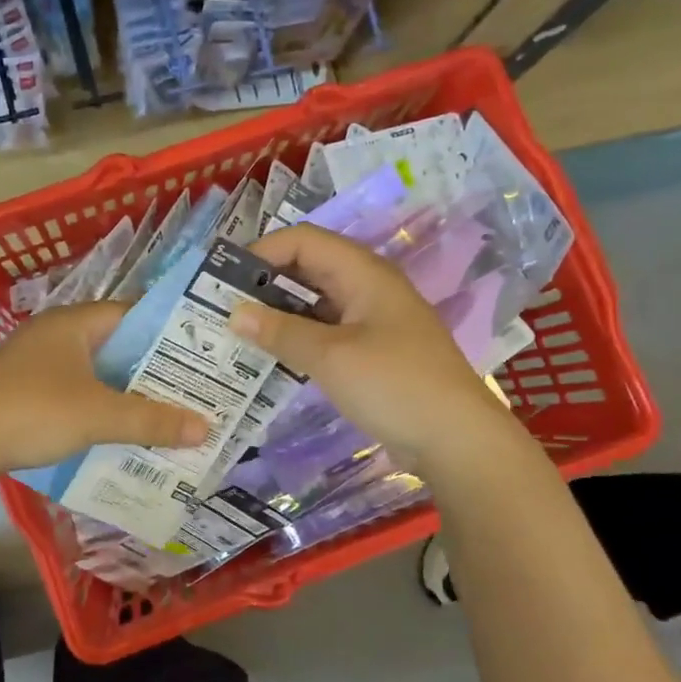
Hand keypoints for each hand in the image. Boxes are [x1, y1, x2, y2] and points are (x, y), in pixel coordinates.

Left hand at [0, 303, 209, 475]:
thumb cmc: (34, 412)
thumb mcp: (99, 415)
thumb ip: (152, 420)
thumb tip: (205, 428)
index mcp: (73, 322)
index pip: (132, 314)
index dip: (168, 332)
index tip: (201, 354)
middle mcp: (54, 332)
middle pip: (115, 344)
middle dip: (150, 367)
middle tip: (191, 387)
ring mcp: (35, 360)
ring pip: (94, 369)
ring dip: (124, 389)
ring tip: (164, 409)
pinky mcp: (23, 387)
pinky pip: (73, 388)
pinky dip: (97, 403)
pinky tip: (117, 426)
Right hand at [230, 224, 521, 471]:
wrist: (457, 440)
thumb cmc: (395, 386)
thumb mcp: (331, 357)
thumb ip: (281, 331)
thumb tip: (234, 312)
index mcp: (364, 273)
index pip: (303, 241)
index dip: (262, 252)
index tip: (224, 280)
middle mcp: (368, 288)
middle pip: (309, 269)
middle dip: (266, 283)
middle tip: (223, 308)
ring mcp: (373, 321)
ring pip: (316, 303)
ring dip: (280, 313)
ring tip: (239, 332)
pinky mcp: (373, 352)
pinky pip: (327, 332)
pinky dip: (298, 338)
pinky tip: (271, 356)